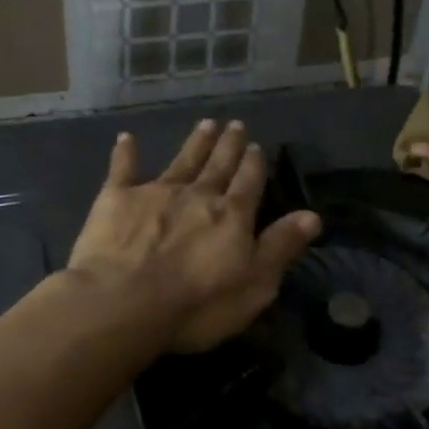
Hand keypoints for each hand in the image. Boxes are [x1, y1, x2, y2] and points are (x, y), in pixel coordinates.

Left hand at [69, 120, 321, 352]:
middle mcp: (198, 195)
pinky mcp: (116, 199)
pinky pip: (123, 169)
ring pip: (182, 161)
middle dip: (228, 145)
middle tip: (234, 124)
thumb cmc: (197, 304)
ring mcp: (156, 193)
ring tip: (206, 124)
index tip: (256, 145)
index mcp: (232, 215)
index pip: (249, 183)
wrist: (124, 302)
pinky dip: (125, 153)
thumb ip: (281, 247)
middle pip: (218, 165)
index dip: (254, 164)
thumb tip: (312, 216)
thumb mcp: (255, 285)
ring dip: (195, 142)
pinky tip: (126, 138)